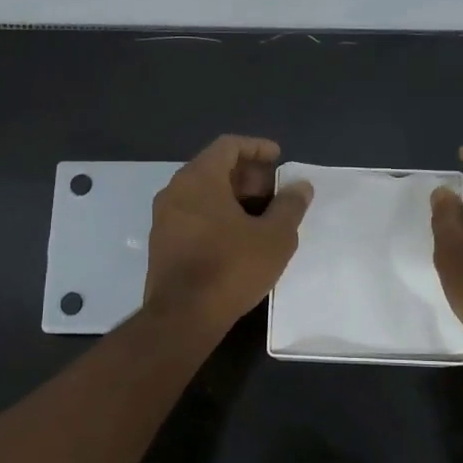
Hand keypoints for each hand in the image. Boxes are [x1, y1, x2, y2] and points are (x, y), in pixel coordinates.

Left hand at [144, 136, 313, 331]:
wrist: (182, 317)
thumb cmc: (231, 268)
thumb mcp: (274, 237)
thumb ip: (289, 206)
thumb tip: (300, 186)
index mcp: (199, 178)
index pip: (228, 146)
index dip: (256, 147)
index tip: (278, 157)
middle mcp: (175, 190)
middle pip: (214, 167)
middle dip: (247, 175)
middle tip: (274, 192)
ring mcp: (163, 217)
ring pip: (202, 193)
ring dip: (232, 197)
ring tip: (261, 216)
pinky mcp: (161, 242)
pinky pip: (192, 214)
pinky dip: (216, 214)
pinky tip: (238, 237)